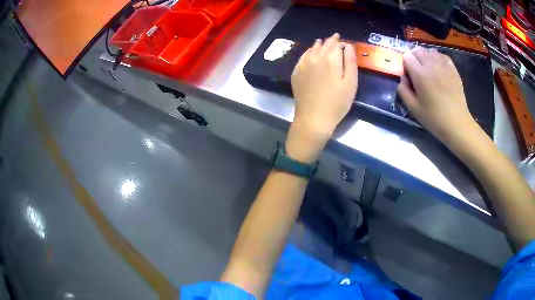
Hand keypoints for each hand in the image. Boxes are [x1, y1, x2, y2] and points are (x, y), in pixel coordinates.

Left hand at [286, 33, 357, 162]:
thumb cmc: (337, 102)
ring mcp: (303, 65)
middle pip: (323, 45)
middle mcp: (314, 57)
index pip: (336, 44)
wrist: (313, 118)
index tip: (342, 40)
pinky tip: (310, 53)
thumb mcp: (351, 83)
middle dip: (330, 41)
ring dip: (319, 45)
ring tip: (322, 42)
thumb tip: (348, 45)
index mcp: (330, 59)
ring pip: (312, 49)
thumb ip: (350, 61)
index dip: (340, 41)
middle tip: (334, 38)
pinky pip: (303, 57)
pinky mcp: (296, 73)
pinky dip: (308, 52)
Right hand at [397, 48, 476, 142]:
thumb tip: (403, 78)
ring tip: (428, 70)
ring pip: (429, 51)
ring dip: (425, 57)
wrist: (457, 123)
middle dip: (414, 59)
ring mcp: (444, 65)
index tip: (409, 76)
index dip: (405, 65)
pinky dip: (437, 58)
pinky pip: (442, 55)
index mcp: (420, 74)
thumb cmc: (434, 118)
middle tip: (418, 73)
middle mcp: (431, 65)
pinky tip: (438, 67)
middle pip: (417, 50)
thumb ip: (403, 90)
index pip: (407, 56)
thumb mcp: (413, 108)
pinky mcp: (453, 69)